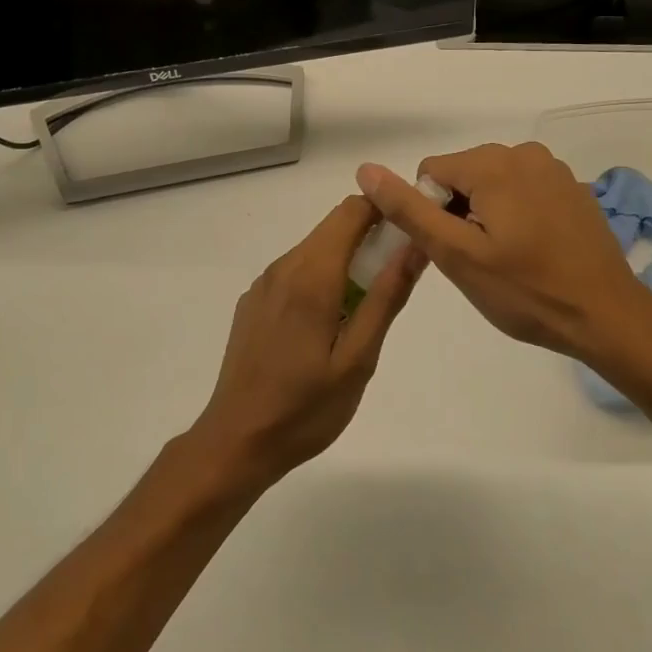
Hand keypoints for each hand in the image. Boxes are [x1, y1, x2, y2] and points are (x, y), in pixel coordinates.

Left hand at [191, 197, 424, 484]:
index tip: (412, 229)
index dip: (385, 209)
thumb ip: (386, 297)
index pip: (352, 211)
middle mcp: (283, 268)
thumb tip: (414, 245)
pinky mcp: (253, 303)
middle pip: (333, 227)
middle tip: (398, 274)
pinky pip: (295, 272)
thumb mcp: (358, 359)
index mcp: (312, 276)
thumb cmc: (305, 408)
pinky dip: (321, 277)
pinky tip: (329, 322)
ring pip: (314, 249)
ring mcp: (263, 285)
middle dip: (370, 235)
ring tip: (368, 304)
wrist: (236, 442)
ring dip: (346, 259)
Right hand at [357, 144, 651, 364]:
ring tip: (507, 258)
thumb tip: (365, 170)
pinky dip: (516, 214)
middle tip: (479, 260)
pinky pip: (523, 191)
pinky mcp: (572, 188)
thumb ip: (409, 210)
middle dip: (459, 212)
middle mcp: (524, 153)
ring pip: (492, 184)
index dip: (431, 213)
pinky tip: (533, 251)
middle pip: (462, 175)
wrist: (606, 316)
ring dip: (487, 214)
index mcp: (493, 163)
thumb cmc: (526, 291)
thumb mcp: (457, 254)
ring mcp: (554, 169)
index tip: (455, 250)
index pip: (430, 172)